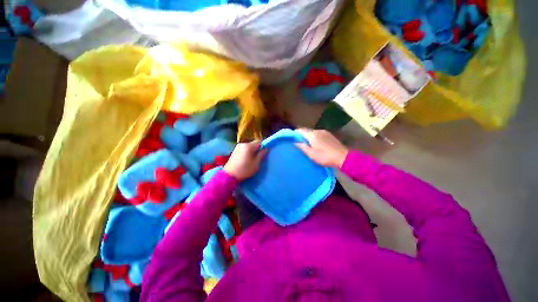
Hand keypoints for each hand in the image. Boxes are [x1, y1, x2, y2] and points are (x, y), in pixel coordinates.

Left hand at [224, 141, 267, 180]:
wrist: (229, 175)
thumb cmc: (245, 170)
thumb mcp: (256, 164)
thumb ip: (261, 155)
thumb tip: (266, 149)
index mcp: (249, 146)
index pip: (259, 142)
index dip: (263, 147)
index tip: (264, 154)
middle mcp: (243, 144)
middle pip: (253, 144)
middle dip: (257, 149)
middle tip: (258, 158)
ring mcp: (238, 147)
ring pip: (249, 146)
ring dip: (252, 151)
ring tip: (252, 159)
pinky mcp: (234, 150)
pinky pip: (244, 149)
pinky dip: (247, 152)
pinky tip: (246, 159)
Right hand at [295, 128, 348, 168]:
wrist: (343, 157)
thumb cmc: (325, 156)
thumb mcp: (311, 154)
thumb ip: (302, 147)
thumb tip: (295, 142)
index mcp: (312, 135)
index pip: (301, 130)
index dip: (295, 133)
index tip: (292, 138)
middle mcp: (318, 131)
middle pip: (307, 131)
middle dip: (302, 135)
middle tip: (298, 142)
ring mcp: (325, 132)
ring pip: (313, 132)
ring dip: (308, 137)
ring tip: (306, 144)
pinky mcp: (330, 135)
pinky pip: (319, 134)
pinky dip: (315, 138)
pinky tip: (316, 144)